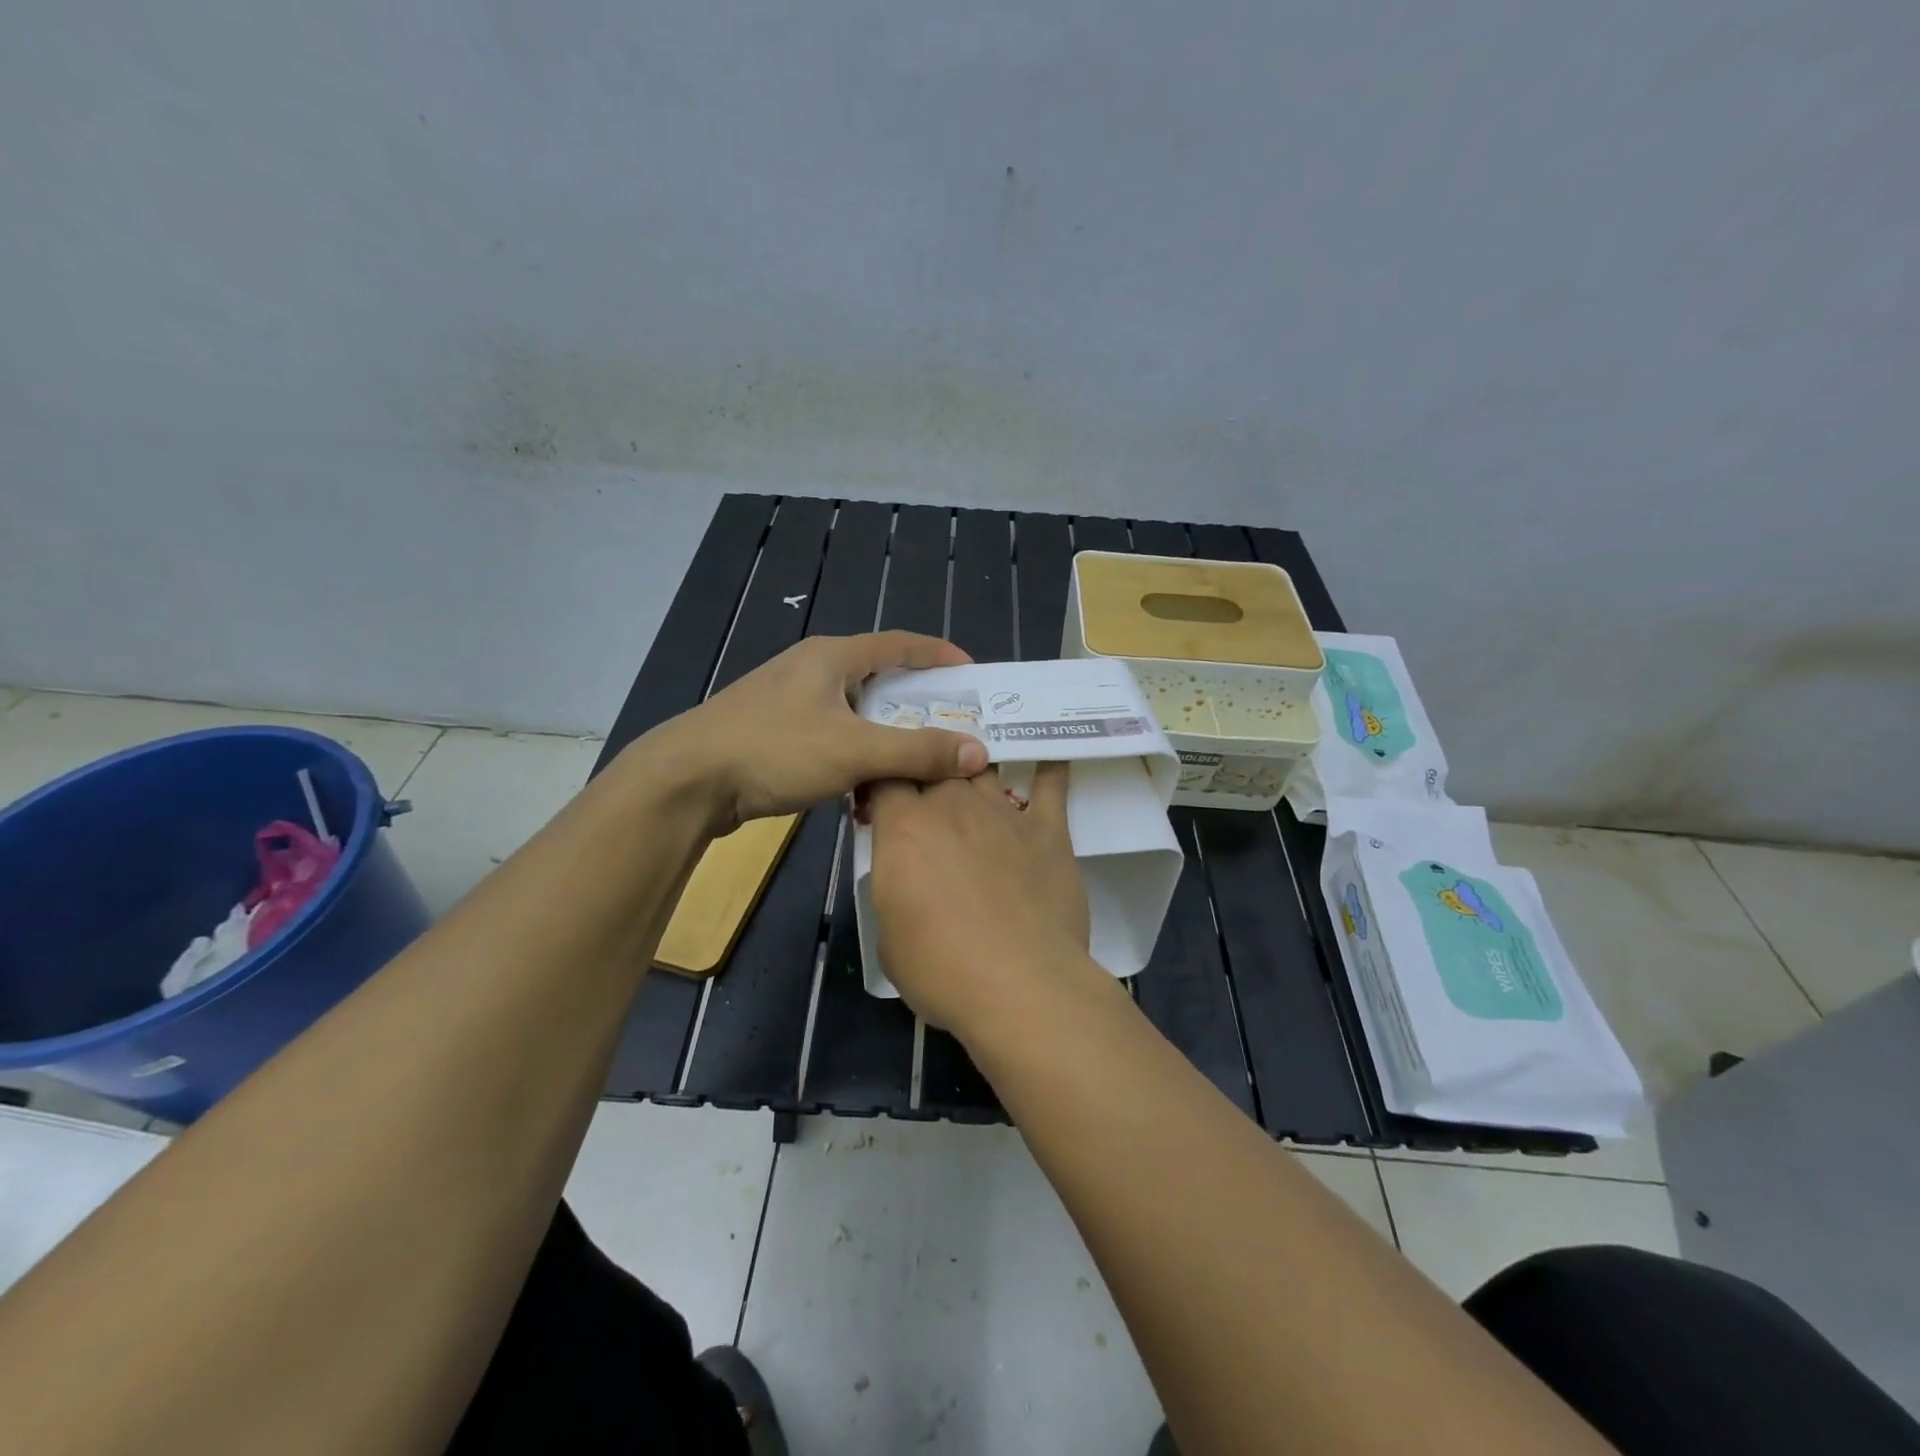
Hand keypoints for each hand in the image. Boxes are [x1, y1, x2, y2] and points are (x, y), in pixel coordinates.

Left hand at [651, 633, 988, 832]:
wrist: (686, 781)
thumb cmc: (773, 751)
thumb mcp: (854, 751)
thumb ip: (917, 751)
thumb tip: (978, 751)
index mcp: (832, 657)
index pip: (899, 643)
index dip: (938, 654)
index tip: (972, 673)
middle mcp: (811, 669)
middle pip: (878, 675)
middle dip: (918, 698)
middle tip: (952, 721)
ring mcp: (788, 700)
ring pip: (854, 708)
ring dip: (887, 729)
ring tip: (917, 754)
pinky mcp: (774, 730)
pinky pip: (832, 731)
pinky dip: (858, 748)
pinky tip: (867, 777)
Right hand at [866, 764, 1091, 1038]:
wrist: (1020, 984)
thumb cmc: (941, 969)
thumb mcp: (889, 935)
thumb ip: (896, 890)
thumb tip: (909, 882)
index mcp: (904, 828)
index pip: (886, 777)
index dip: (882, 783)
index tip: (882, 801)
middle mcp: (952, 806)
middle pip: (936, 765)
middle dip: (927, 774)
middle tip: (927, 797)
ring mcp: (1003, 814)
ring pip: (984, 768)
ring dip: (974, 770)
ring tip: (973, 774)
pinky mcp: (1047, 830)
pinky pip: (1050, 786)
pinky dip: (1049, 769)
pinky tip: (1050, 757)